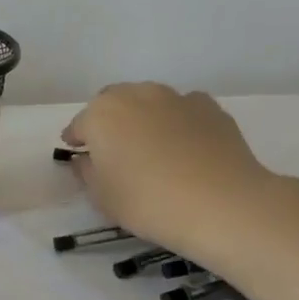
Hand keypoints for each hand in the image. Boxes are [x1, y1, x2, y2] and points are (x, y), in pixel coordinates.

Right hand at [62, 83, 283, 258]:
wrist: (221, 204)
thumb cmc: (146, 201)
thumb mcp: (101, 196)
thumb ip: (87, 172)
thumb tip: (86, 159)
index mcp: (100, 114)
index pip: (79, 125)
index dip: (77, 141)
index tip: (78, 156)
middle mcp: (135, 95)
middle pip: (113, 103)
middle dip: (108, 121)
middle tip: (113, 150)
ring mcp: (175, 98)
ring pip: (149, 101)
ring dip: (143, 117)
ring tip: (151, 147)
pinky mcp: (210, 108)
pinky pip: (183, 109)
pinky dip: (177, 121)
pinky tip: (184, 146)